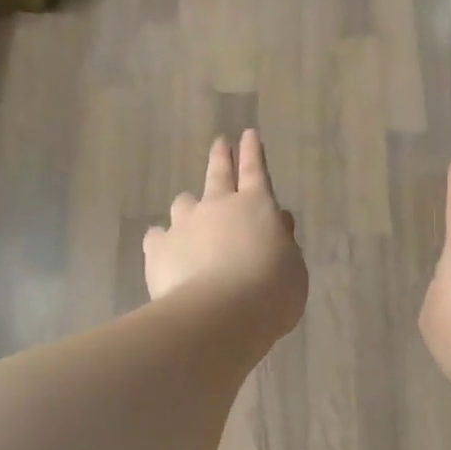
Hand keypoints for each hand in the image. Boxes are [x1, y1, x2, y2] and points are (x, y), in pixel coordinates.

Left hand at [145, 131, 307, 344]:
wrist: (220, 315)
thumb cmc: (271, 292)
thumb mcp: (293, 268)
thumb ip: (283, 242)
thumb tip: (276, 223)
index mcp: (255, 206)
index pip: (255, 170)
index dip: (253, 152)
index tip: (248, 134)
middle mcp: (217, 206)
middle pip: (217, 173)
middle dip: (221, 156)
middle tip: (220, 143)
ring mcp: (184, 224)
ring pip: (183, 203)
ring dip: (190, 207)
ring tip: (191, 218)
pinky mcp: (158, 248)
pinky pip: (157, 236)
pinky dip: (163, 240)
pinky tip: (165, 251)